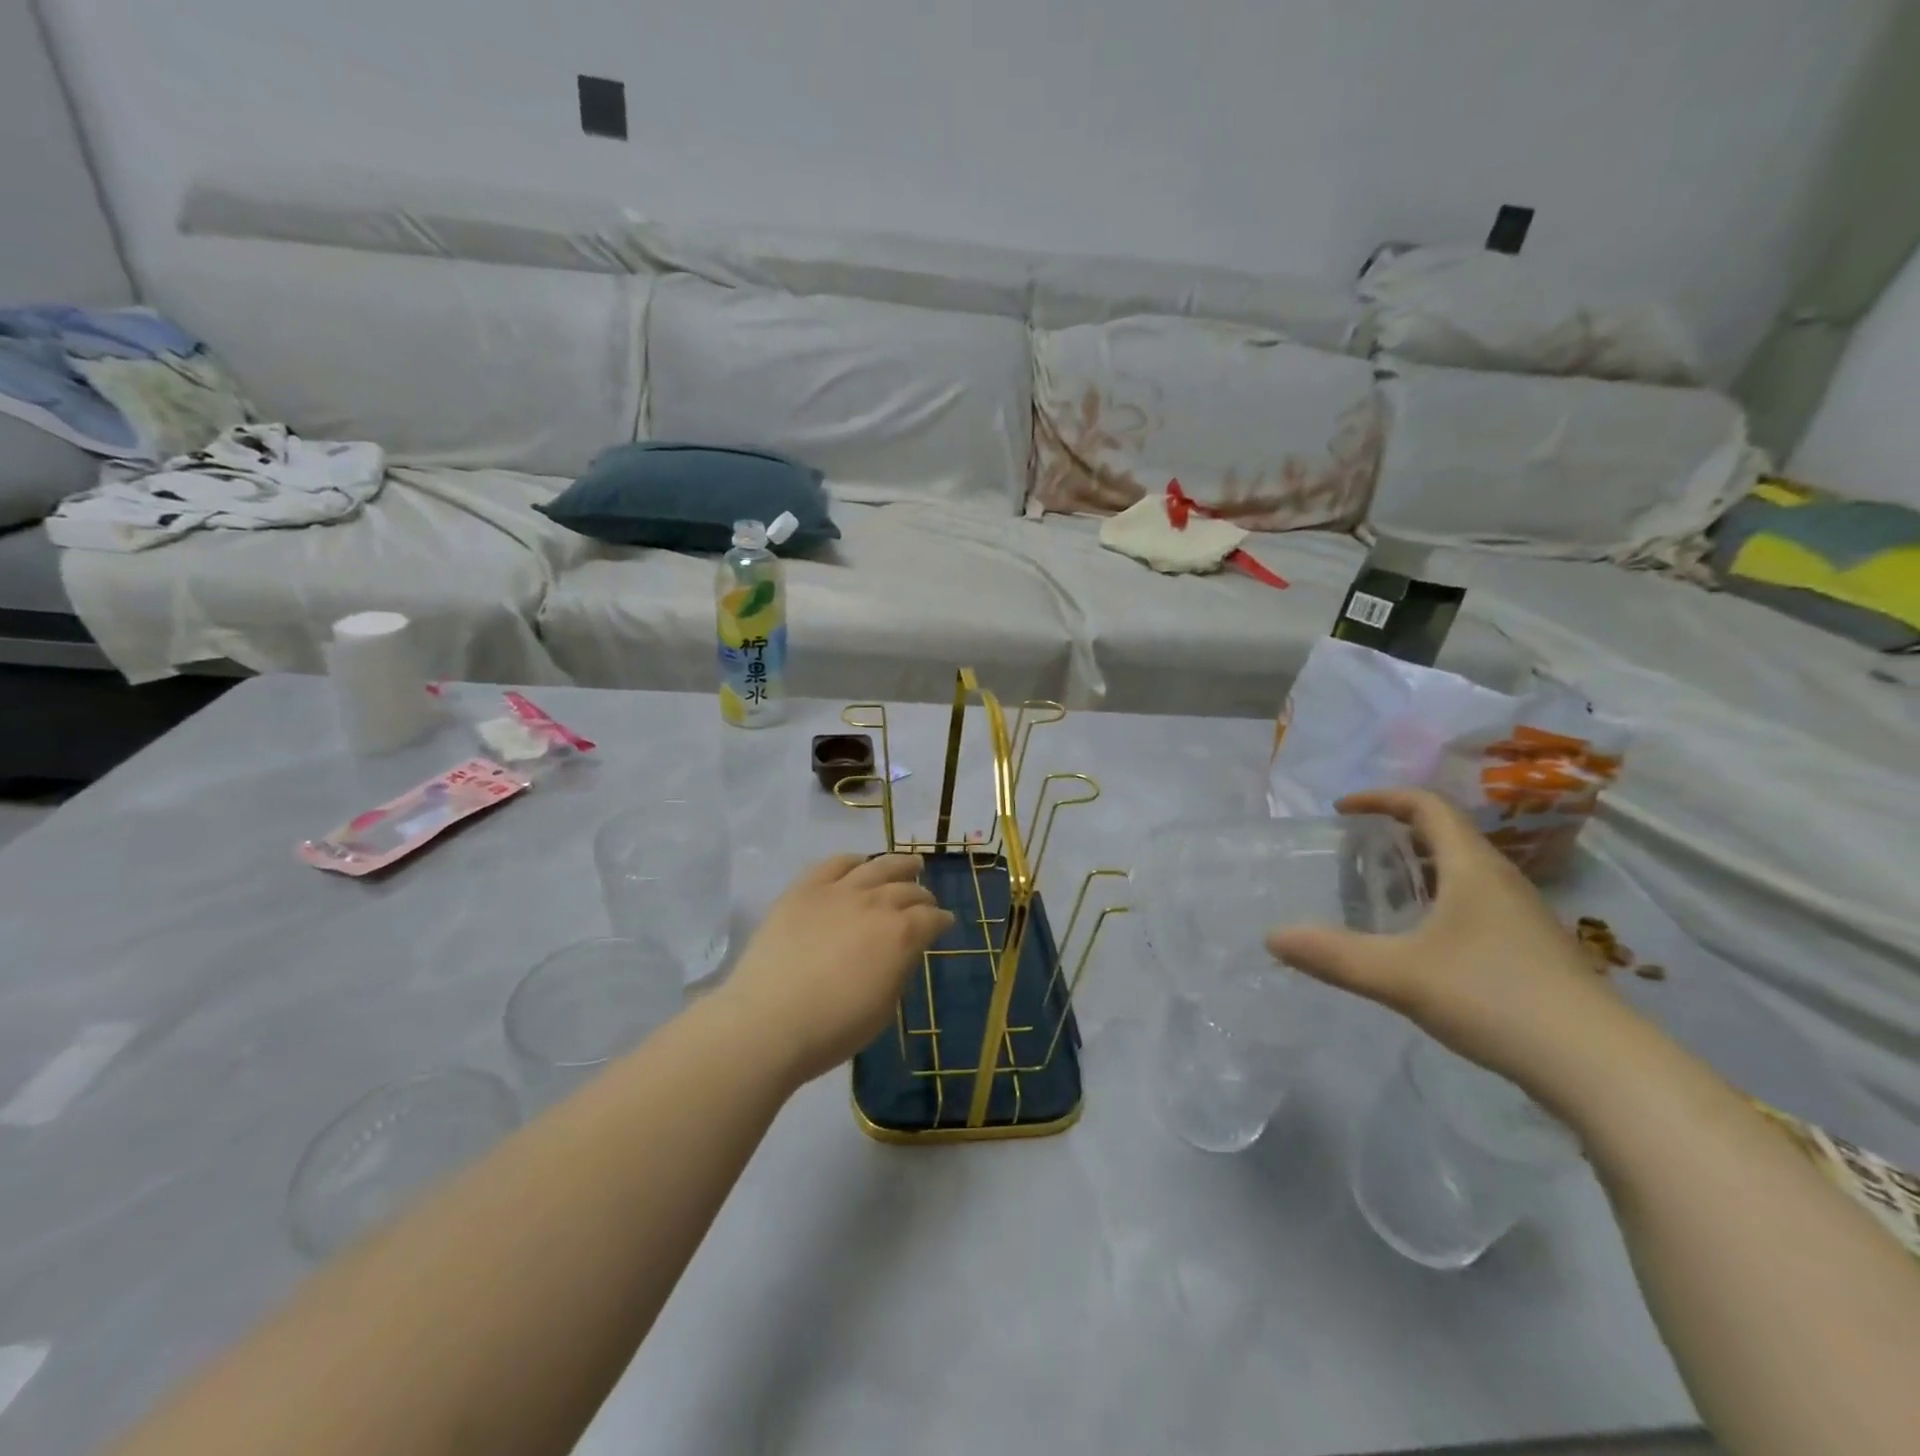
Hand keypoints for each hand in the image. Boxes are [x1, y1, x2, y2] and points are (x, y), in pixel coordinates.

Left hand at [720, 854, 954, 1085]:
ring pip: (877, 866)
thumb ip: (898, 971)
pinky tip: (858, 863)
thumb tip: (902, 952)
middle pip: (907, 889)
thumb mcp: (884, 1008)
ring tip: (909, 864)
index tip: (944, 924)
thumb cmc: (832, 1028)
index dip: (941, 921)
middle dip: (922, 895)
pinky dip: (852, 860)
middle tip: (925, 900)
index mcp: (901, 935)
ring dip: (898, 864)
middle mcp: (876, 903)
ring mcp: (839, 891)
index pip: (931, 918)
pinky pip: (835, 863)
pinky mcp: (805, 889)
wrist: (768, 1021)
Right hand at [1265, 789, 1623, 1090]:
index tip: (1342, 810)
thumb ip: (1333, 955)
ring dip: (1420, 867)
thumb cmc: (1496, 998)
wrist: (1601, 1067)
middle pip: (1446, 834)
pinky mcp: (1531, 949)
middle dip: (1397, 831)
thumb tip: (1272, 937)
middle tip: (1355, 851)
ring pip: (1463, 870)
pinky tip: (1422, 940)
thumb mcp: (1400, 975)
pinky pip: (1475, 902)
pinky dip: (1439, 899)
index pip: (1427, 805)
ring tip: (1381, 890)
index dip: (1382, 798)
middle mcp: (1500, 880)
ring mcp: (1522, 916)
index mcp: (1472, 868)